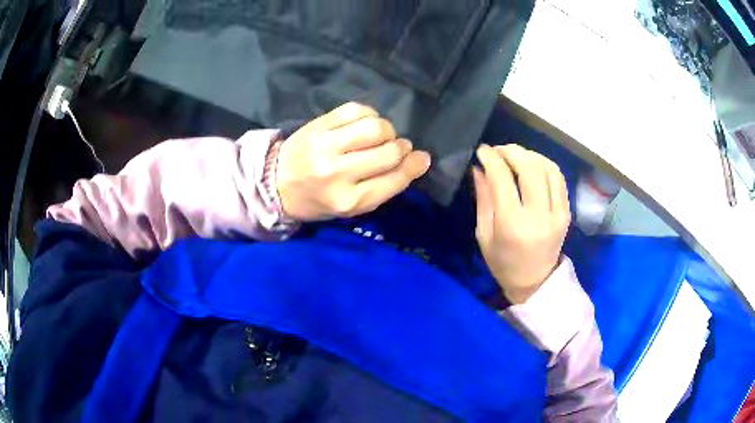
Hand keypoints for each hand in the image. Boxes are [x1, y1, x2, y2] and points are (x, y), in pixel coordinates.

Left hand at [276, 102, 430, 220]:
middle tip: (397, 147)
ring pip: (375, 127)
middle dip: (401, 147)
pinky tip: (364, 124)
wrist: (276, 183)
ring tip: (380, 136)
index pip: (394, 179)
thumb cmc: (318, 200)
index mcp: (348, 201)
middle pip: (389, 151)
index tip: (421, 158)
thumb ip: (384, 187)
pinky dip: (369, 115)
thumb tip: (419, 160)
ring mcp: (326, 146)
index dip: (413, 166)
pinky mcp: (319, 125)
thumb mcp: (352, 208)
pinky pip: (357, 110)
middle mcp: (337, 173)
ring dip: (387, 130)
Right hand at [473, 144, 570, 304]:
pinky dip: (545, 164)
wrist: (535, 282)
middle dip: (511, 151)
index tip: (482, 150)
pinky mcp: (567, 211)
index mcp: (512, 224)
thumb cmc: (503, 263)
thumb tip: (479, 168)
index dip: (491, 158)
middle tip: (498, 150)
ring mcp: (557, 213)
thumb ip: (483, 199)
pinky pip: (558, 178)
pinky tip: (533, 165)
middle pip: (529, 167)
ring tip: (515, 156)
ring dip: (530, 155)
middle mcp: (538, 215)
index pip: (502, 178)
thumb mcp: (484, 234)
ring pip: (547, 168)